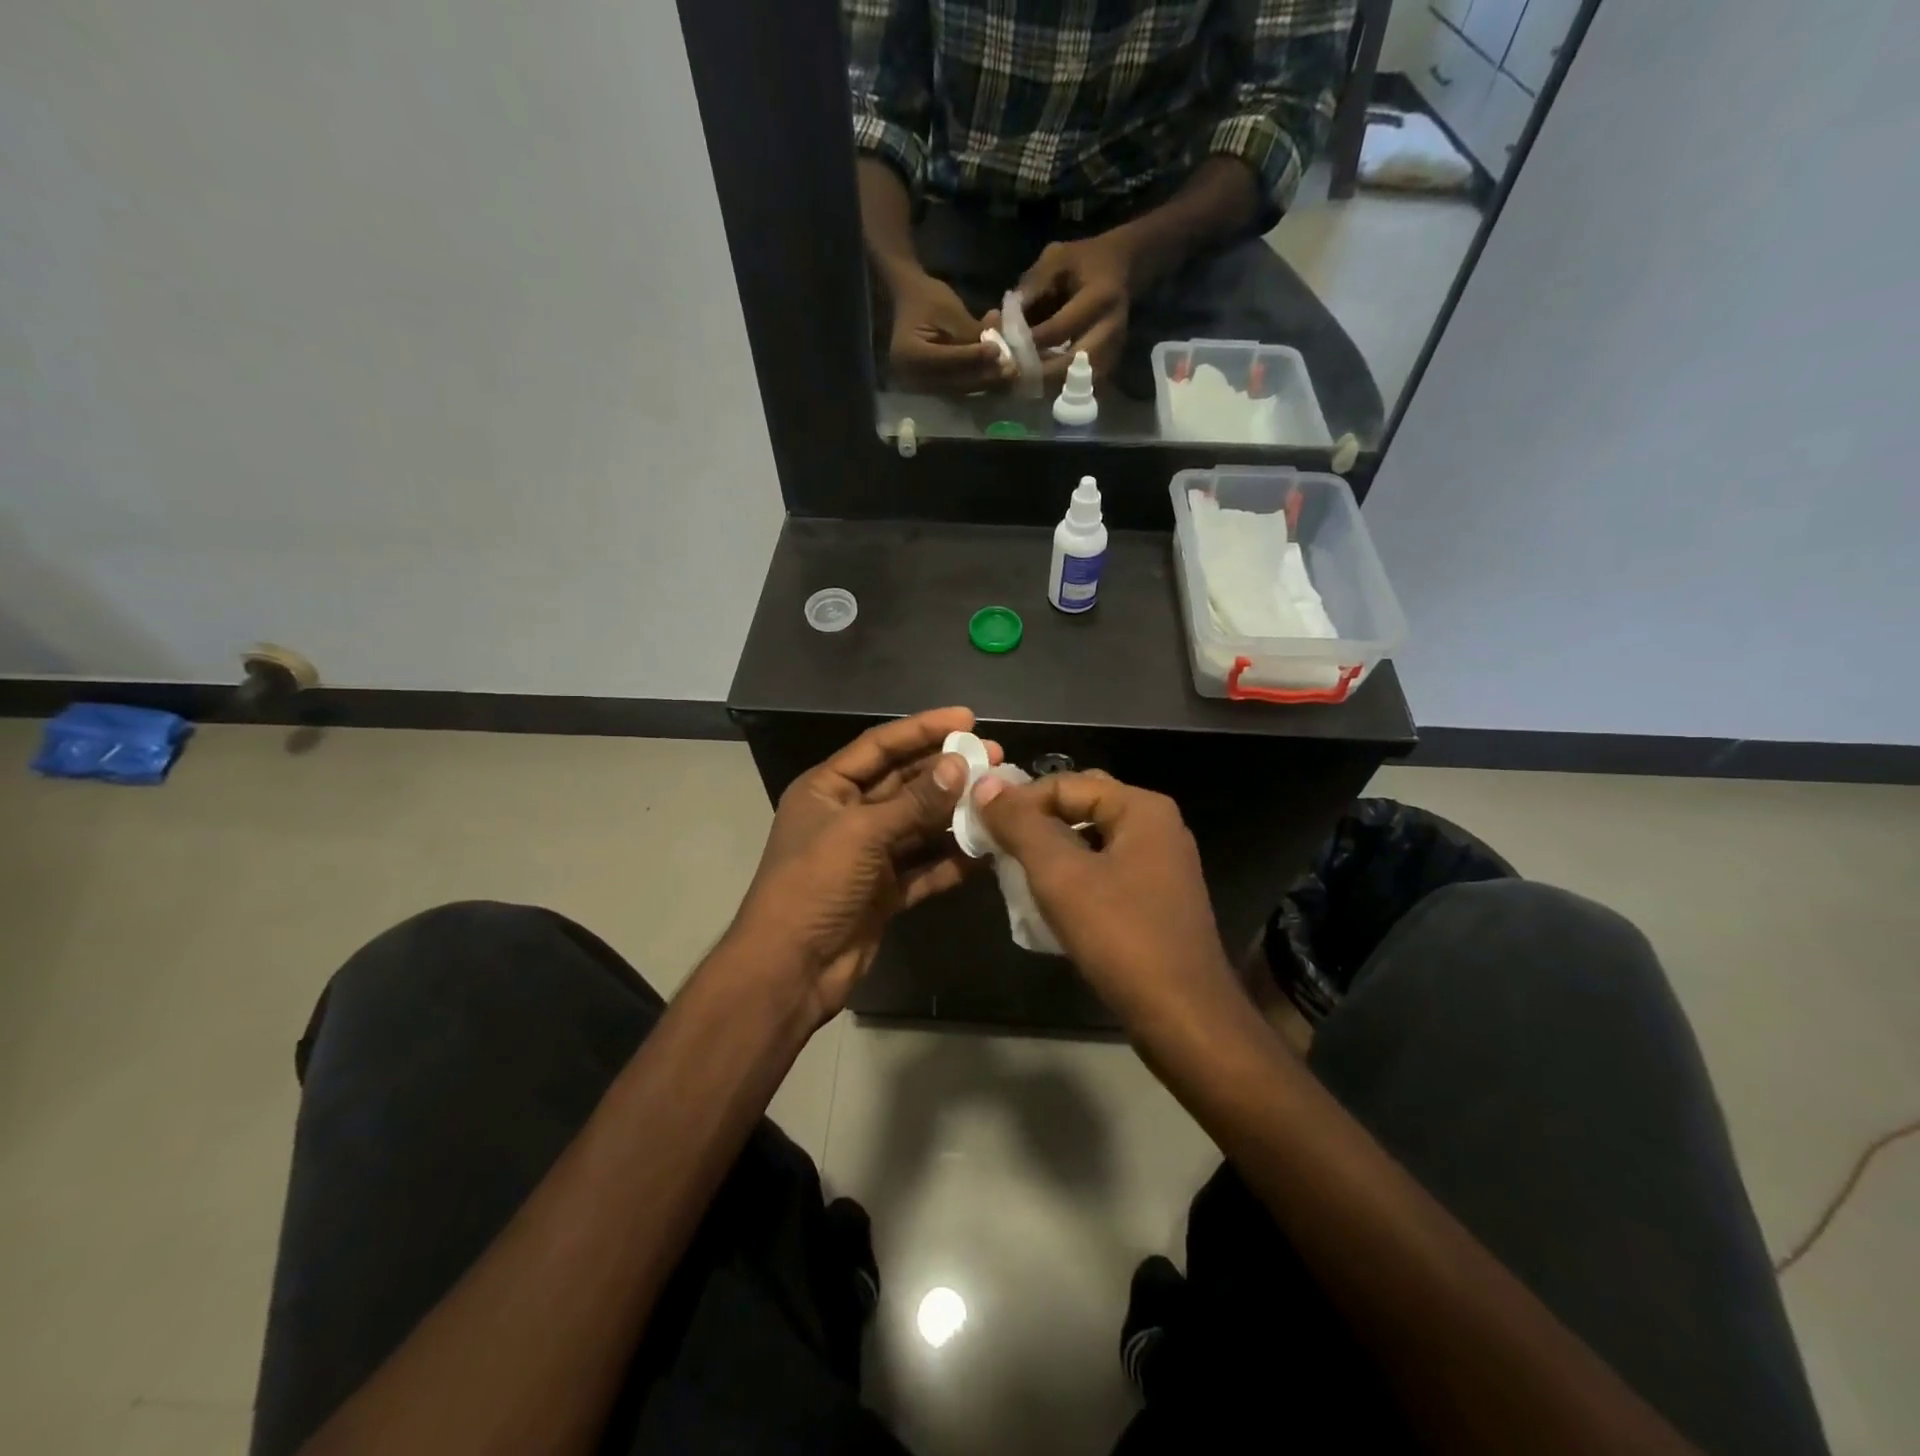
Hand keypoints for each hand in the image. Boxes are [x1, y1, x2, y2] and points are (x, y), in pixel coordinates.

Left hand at [727, 708, 1000, 1022]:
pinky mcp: (885, 890)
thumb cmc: (814, 885)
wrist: (791, 969)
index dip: (922, 729)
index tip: (966, 718)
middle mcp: (848, 815)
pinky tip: (987, 850)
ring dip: (955, 814)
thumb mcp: (861, 834)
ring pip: (919, 825)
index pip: (879, 746)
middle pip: (904, 783)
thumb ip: (914, 802)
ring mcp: (868, 855)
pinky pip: (925, 866)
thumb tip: (958, 766)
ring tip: (998, 797)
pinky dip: (952, 859)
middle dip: (947, 770)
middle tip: (993, 757)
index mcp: (828, 789)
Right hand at [888, 271, 1015, 393]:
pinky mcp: (933, 388)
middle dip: (985, 376)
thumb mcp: (949, 309)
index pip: (946, 361)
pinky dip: (980, 380)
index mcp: (908, 355)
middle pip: (954, 382)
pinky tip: (999, 372)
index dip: (972, 357)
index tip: (997, 351)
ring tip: (1010, 373)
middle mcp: (912, 378)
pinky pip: (960, 389)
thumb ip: (970, 333)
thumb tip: (997, 353)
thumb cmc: (927, 298)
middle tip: (1011, 370)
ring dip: (987, 382)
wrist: (910, 301)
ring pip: (960, 389)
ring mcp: (922, 387)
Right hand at [972, 770, 1243, 1027]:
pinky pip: (1105, 871)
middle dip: (1036, 824)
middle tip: (996, 846)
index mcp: (1142, 808)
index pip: (1066, 784)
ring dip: (1051, 852)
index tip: (982, 827)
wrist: (1184, 1018)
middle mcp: (1157, 827)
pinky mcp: (1157, 899)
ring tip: (1013, 872)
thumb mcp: (1060, 875)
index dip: (1020, 801)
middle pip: (1081, 808)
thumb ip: (1021, 826)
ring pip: (1092, 842)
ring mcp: (1161, 865)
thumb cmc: (1121, 937)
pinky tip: (1047, 902)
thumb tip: (987, 784)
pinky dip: (1073, 877)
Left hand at [1019, 232, 1135, 384]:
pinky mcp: (1109, 365)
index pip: (1060, 329)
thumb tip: (1003, 322)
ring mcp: (1113, 351)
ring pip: (1076, 383)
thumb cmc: (1084, 261)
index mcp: (1100, 297)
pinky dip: (1058, 387)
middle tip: (1012, 376)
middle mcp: (1111, 330)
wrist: (1122, 267)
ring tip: (1021, 383)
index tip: (1006, 348)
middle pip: (1071, 366)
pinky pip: (1081, 386)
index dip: (1030, 342)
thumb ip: (1032, 287)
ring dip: (1047, 386)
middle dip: (1039, 374)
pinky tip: (1037, 382)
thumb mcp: (1056, 259)